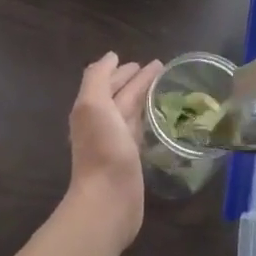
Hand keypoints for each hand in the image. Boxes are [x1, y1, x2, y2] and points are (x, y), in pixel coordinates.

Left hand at [66, 52, 161, 239]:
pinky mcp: (132, 158)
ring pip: (132, 111)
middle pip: (121, 95)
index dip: (123, 70)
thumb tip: (110, 57)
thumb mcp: (93, 105)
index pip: (109, 81)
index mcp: (91, 108)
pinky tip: (160, 117)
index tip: (146, 61)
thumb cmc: (102, 149)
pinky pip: (141, 130)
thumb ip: (97, 78)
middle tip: (160, 69)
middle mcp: (102, 122)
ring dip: (145, 97)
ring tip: (164, 87)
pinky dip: (149, 119)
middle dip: (137, 80)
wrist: (108, 199)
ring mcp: (117, 141)